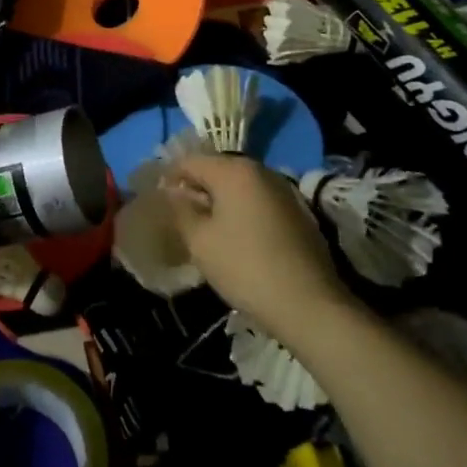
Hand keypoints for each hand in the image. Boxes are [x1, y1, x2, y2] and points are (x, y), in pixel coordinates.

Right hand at [160, 155, 351, 336]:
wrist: (309, 304)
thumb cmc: (245, 267)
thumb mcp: (200, 241)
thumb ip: (180, 211)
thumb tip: (172, 193)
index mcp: (233, 170)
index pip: (190, 161)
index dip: (169, 177)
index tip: (158, 201)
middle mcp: (260, 171)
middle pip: (217, 169)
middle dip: (196, 188)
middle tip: (180, 216)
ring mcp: (283, 190)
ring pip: (240, 186)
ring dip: (220, 200)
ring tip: (206, 228)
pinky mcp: (298, 212)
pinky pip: (259, 201)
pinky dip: (242, 211)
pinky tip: (236, 237)